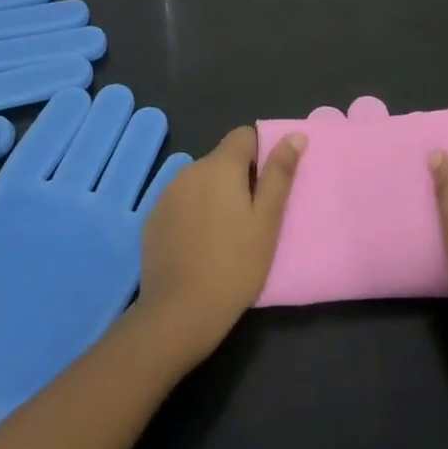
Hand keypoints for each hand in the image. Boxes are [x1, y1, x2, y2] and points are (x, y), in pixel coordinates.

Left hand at [135, 127, 304, 364]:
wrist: (179, 313)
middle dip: (238, 179)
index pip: (244, 136)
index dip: (260, 154)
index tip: (267, 188)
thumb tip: (294, 135)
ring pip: (201, 182)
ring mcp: (167, 194)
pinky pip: (181, 203)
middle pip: (222, 160)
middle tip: (252, 219)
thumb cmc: (235, 265)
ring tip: (225, 236)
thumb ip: (280, 174)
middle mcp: (190, 170)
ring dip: (215, 196)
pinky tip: (199, 246)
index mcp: (220, 165)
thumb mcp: (268, 221)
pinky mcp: (153, 219)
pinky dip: (194, 214)